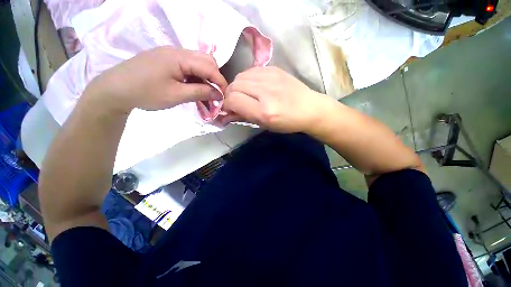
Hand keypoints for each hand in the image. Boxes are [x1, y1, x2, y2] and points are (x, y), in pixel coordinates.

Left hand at [83, 47, 227, 113]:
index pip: (209, 66)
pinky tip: (192, 86)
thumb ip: (200, 92)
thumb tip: (218, 93)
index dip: (220, 81)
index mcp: (179, 57)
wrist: (115, 89)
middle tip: (215, 92)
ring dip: (205, 76)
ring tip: (205, 92)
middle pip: (205, 60)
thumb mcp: (176, 95)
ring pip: (197, 62)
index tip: (224, 95)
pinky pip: (187, 65)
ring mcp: (170, 53)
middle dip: (214, 76)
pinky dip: (195, 76)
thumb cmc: (146, 93)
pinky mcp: (165, 59)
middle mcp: (177, 51)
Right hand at [222, 66, 331, 132]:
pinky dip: (247, 79)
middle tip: (237, 103)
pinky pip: (250, 71)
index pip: (233, 100)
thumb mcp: (264, 124)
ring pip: (240, 76)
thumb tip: (225, 114)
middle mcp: (265, 92)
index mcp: (264, 111)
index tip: (230, 110)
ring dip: (238, 87)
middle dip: (230, 96)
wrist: (310, 108)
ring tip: (245, 94)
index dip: (227, 105)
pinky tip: (253, 86)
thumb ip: (242, 117)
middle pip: (234, 86)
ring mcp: (270, 77)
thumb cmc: (287, 122)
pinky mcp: (274, 68)